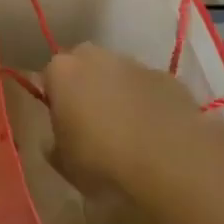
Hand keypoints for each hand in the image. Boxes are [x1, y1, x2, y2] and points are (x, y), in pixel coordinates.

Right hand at [41, 43, 223, 192]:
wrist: (174, 167)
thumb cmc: (104, 164)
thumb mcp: (65, 164)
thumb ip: (55, 144)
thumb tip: (57, 139)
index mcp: (62, 71)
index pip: (49, 76)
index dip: (55, 100)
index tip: (62, 125)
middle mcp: (96, 57)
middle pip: (84, 66)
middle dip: (87, 87)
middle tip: (93, 124)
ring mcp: (136, 65)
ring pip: (120, 74)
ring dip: (120, 94)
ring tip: (130, 133)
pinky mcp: (171, 80)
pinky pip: (151, 89)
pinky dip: (151, 105)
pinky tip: (158, 136)